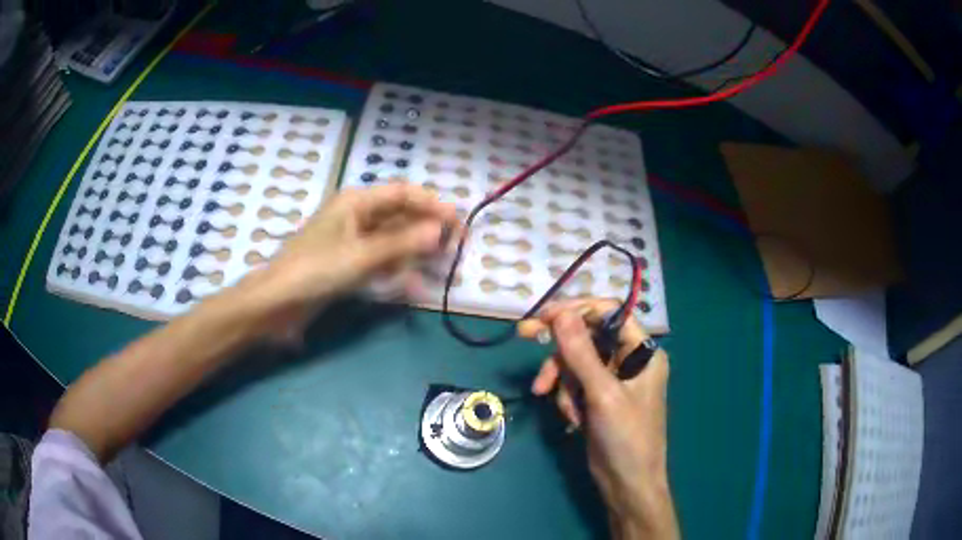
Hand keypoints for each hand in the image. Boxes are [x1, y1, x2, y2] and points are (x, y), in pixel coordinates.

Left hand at [241, 182, 457, 318]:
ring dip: (419, 255)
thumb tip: (439, 230)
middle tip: (456, 250)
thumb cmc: (315, 271)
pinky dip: (400, 273)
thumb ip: (401, 242)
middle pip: (402, 217)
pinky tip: (417, 288)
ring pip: (395, 241)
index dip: (433, 206)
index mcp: (356, 202)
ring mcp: (354, 242)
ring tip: (445, 271)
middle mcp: (357, 216)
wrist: (278, 304)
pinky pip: (383, 262)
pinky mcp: (351, 264)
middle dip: (429, 232)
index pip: (404, 194)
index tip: (458, 225)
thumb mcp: (361, 255)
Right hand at [518, 299, 678, 539]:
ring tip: (565, 410)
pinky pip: (574, 384)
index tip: (543, 316)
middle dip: (561, 350)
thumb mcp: (603, 394)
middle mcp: (628, 359)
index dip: (576, 309)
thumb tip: (561, 313)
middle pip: (587, 336)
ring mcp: (612, 380)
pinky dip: (567, 398)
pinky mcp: (598, 398)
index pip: (608, 313)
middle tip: (523, 334)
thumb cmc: (626, 438)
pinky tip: (573, 420)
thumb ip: (581, 353)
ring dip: (563, 382)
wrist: (627, 484)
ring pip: (575, 362)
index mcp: (642, 351)